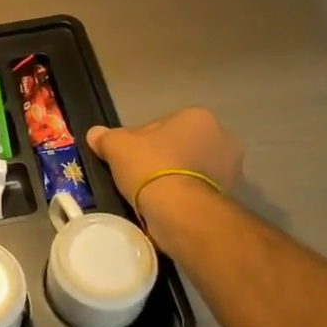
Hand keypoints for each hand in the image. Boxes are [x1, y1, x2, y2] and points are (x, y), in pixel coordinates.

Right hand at [86, 108, 242, 209]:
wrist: (178, 209)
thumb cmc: (150, 166)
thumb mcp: (116, 146)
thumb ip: (105, 137)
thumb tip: (95, 134)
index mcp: (198, 116)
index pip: (162, 126)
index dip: (140, 141)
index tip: (127, 158)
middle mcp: (222, 137)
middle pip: (180, 146)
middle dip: (163, 158)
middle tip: (138, 176)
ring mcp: (230, 168)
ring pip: (191, 169)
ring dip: (175, 177)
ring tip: (151, 194)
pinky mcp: (230, 195)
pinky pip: (198, 190)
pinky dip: (184, 196)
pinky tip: (165, 206)